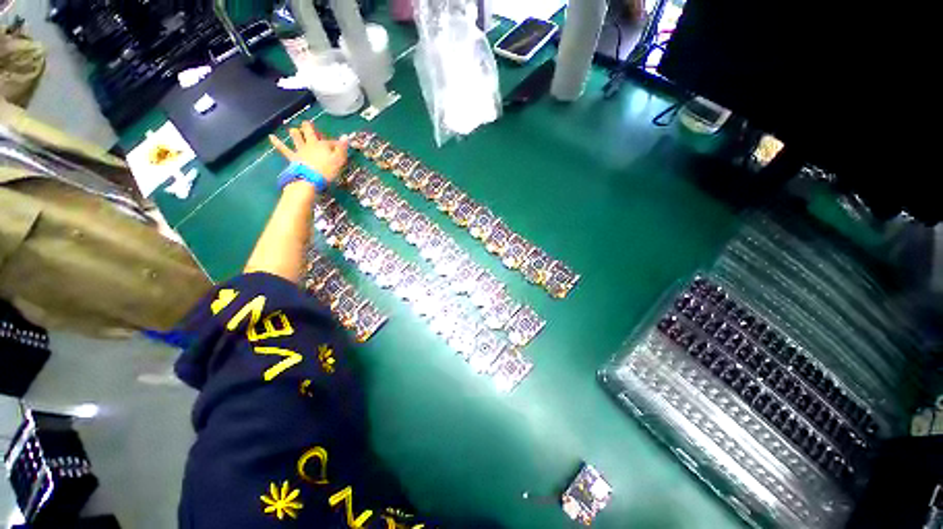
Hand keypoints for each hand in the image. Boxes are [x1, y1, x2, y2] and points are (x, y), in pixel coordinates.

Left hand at [270, 121, 349, 183]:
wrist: (310, 179)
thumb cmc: (327, 170)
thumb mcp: (339, 160)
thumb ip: (342, 148)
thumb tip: (346, 136)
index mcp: (323, 144)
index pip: (331, 141)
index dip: (336, 143)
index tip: (340, 148)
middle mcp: (310, 144)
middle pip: (308, 131)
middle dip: (309, 127)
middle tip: (309, 126)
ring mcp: (300, 149)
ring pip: (296, 136)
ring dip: (295, 132)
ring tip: (294, 130)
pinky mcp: (292, 157)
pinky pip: (283, 148)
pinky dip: (277, 142)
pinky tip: (271, 137)